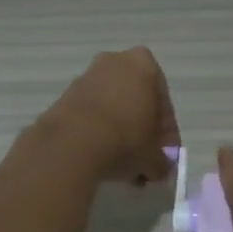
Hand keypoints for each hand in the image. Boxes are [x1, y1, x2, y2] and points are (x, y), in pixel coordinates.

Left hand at [36, 48, 180, 184]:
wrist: (72, 144)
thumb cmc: (126, 139)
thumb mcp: (154, 156)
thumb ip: (162, 162)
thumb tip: (161, 169)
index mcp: (144, 65)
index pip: (164, 103)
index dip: (167, 133)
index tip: (164, 155)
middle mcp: (115, 62)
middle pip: (137, 101)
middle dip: (142, 129)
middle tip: (144, 157)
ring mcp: (87, 77)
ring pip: (113, 107)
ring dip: (120, 131)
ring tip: (122, 162)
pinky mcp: (65, 96)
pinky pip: (91, 114)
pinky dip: (98, 131)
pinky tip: (101, 156)